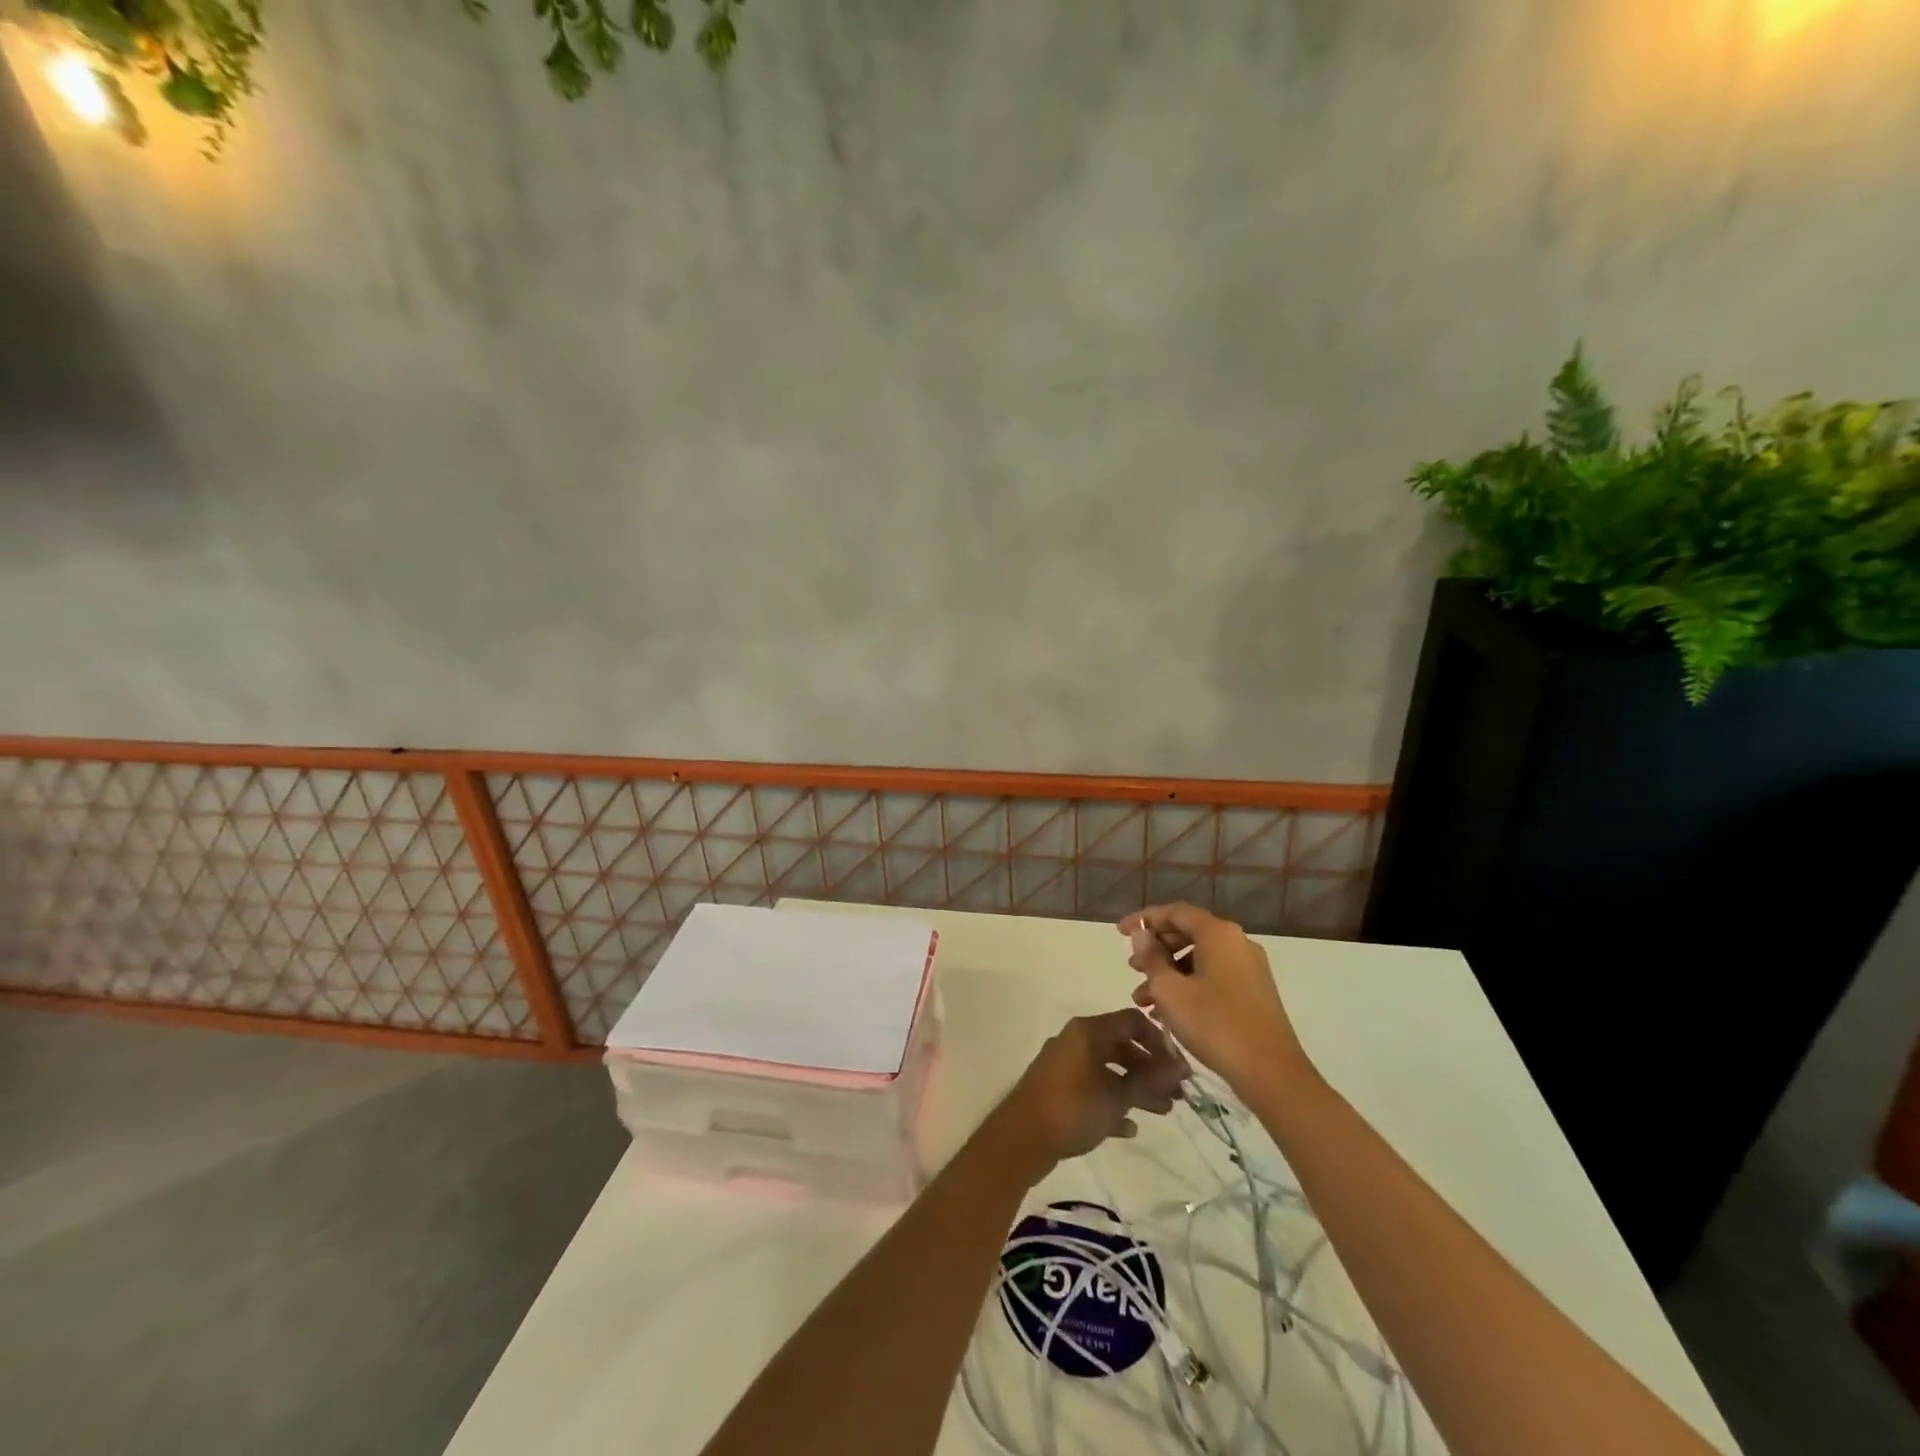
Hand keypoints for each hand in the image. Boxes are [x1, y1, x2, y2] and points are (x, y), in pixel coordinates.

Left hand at [991, 1009, 1190, 1175]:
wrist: (1021, 1137)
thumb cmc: (1072, 1108)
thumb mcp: (1116, 1096)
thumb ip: (1148, 1080)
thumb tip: (1179, 1067)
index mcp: (1088, 1031)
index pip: (1132, 1021)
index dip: (1159, 1041)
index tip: (1178, 1068)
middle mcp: (1075, 1040)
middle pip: (1121, 1046)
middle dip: (1150, 1069)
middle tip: (1177, 1095)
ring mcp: (1065, 1065)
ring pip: (1108, 1070)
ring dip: (1136, 1088)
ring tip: (1162, 1111)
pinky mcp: (1058, 1090)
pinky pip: (1093, 1089)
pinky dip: (1112, 1103)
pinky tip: (1128, 1128)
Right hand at [1120, 903, 1316, 1098]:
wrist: (1271, 1073)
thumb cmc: (1215, 1024)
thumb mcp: (1170, 991)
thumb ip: (1151, 958)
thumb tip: (1141, 935)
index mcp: (1219, 934)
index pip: (1175, 912)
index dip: (1144, 919)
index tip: (1120, 932)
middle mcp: (1237, 943)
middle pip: (1188, 933)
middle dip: (1156, 949)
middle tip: (1132, 968)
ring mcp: (1249, 968)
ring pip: (1199, 958)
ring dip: (1168, 973)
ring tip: (1143, 999)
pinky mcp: (1254, 992)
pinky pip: (1213, 976)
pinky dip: (1188, 985)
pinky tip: (1168, 1011)